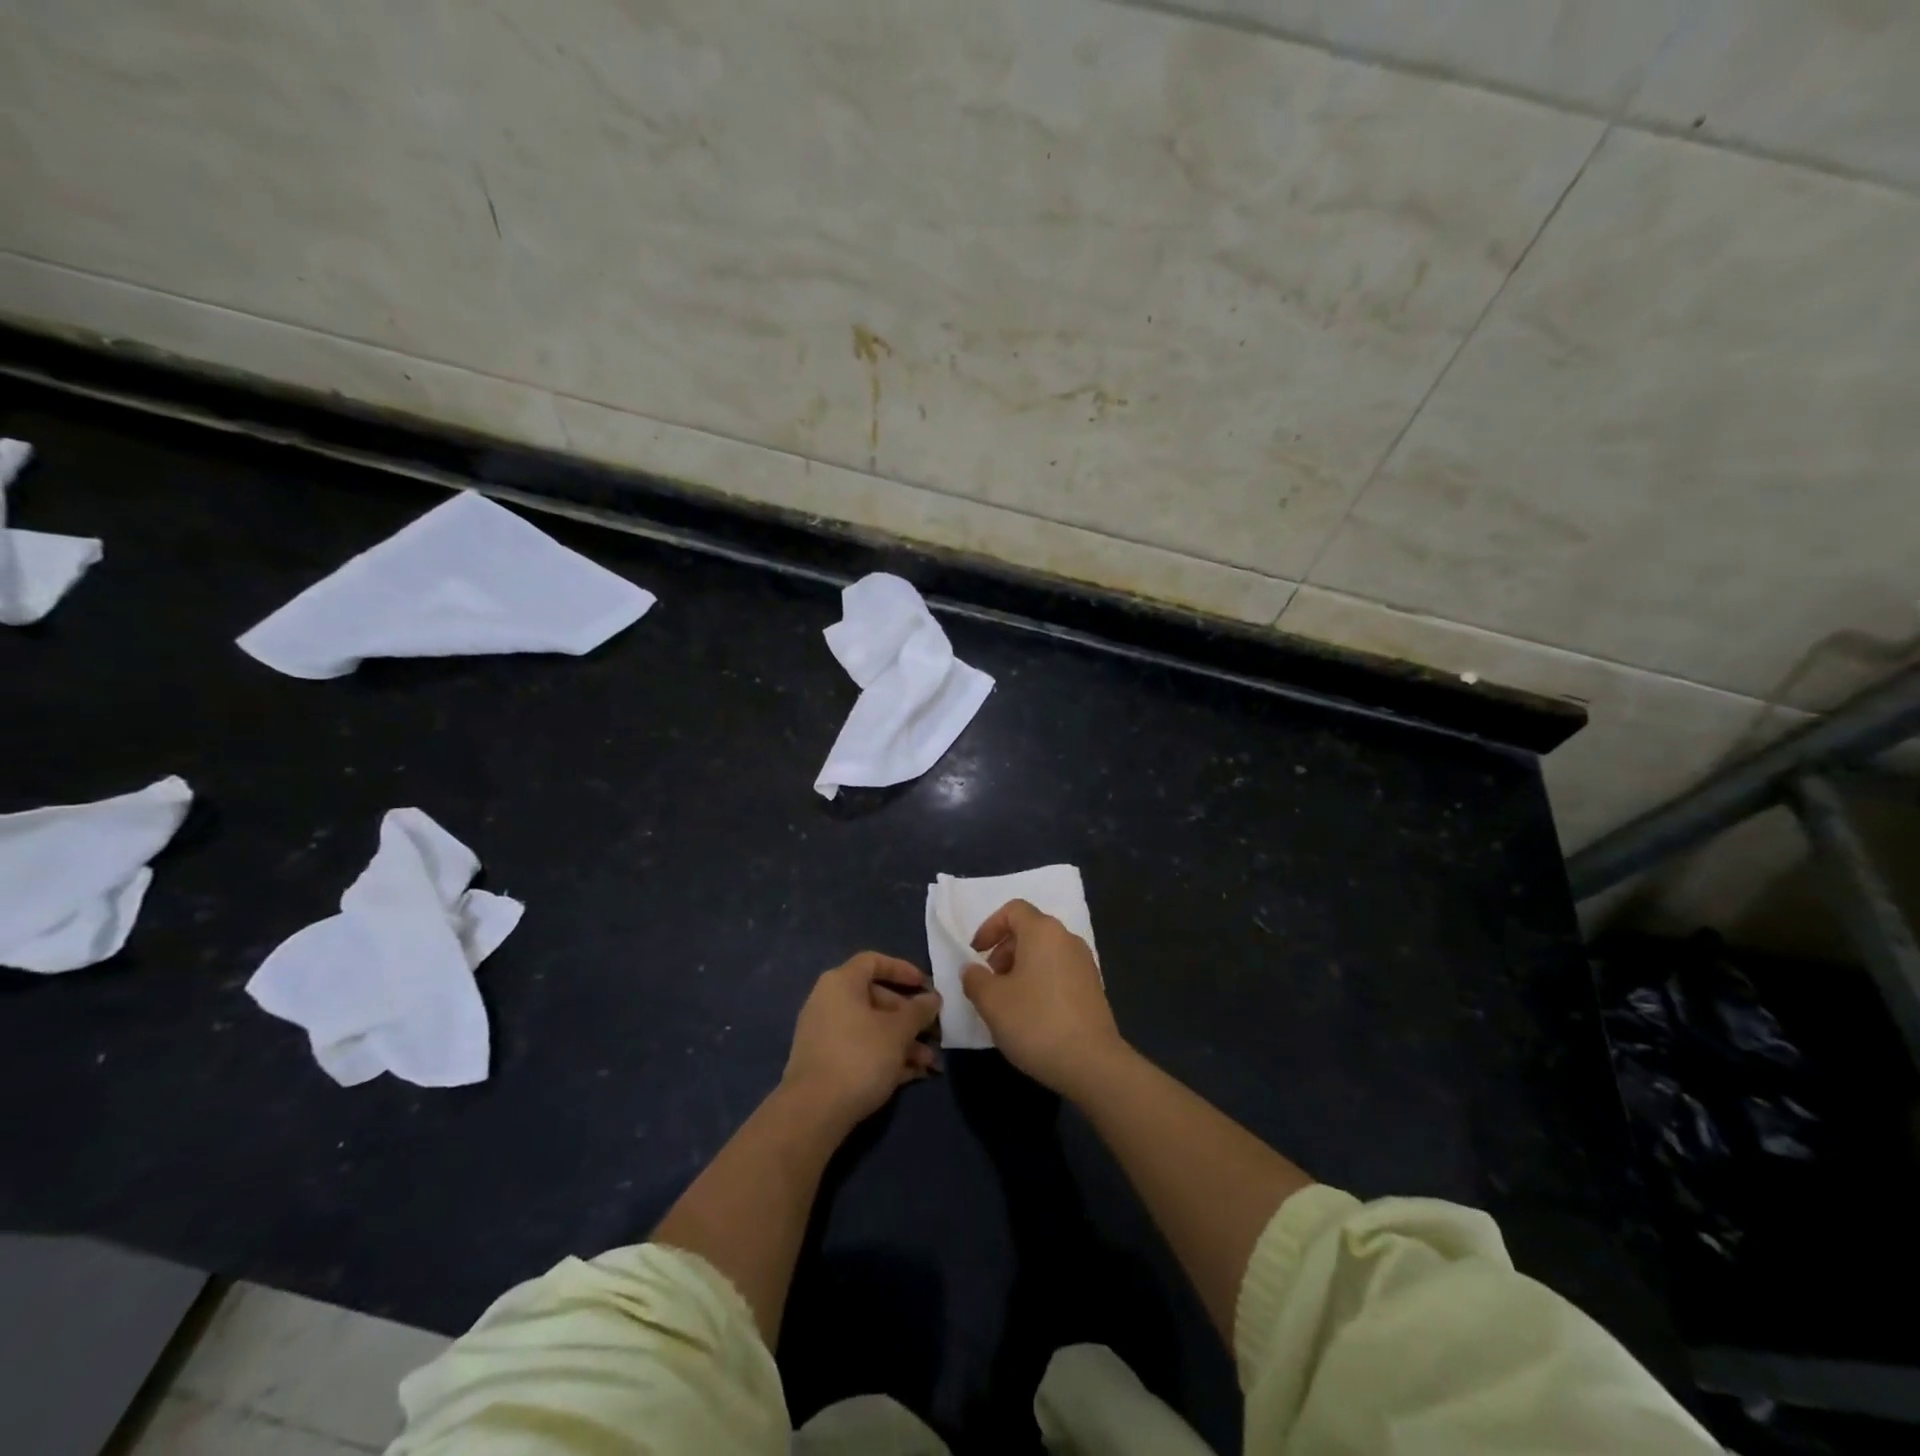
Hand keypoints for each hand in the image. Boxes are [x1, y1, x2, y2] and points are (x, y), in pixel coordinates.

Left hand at [783, 952, 941, 1130]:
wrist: (814, 1112)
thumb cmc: (860, 1056)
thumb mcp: (898, 1031)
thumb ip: (919, 1011)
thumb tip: (933, 998)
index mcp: (841, 983)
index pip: (873, 961)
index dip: (902, 970)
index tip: (925, 985)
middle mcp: (829, 1002)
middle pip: (876, 998)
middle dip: (909, 1016)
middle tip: (933, 1031)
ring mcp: (825, 1034)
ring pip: (871, 1028)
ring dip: (903, 1041)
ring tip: (930, 1062)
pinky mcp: (825, 1063)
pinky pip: (861, 1050)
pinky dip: (886, 1057)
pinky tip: (913, 1074)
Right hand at [961, 900, 1126, 1098]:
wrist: (1092, 1063)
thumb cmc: (1036, 1022)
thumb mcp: (992, 1002)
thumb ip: (975, 979)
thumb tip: (972, 969)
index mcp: (1043, 932)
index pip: (1013, 910)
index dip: (989, 927)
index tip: (975, 954)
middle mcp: (1067, 939)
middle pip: (1029, 930)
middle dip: (1003, 950)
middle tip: (990, 981)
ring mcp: (1085, 963)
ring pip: (1044, 953)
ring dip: (1021, 968)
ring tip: (1008, 1002)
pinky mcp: (1093, 988)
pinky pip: (1059, 972)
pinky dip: (1040, 982)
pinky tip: (1032, 1015)